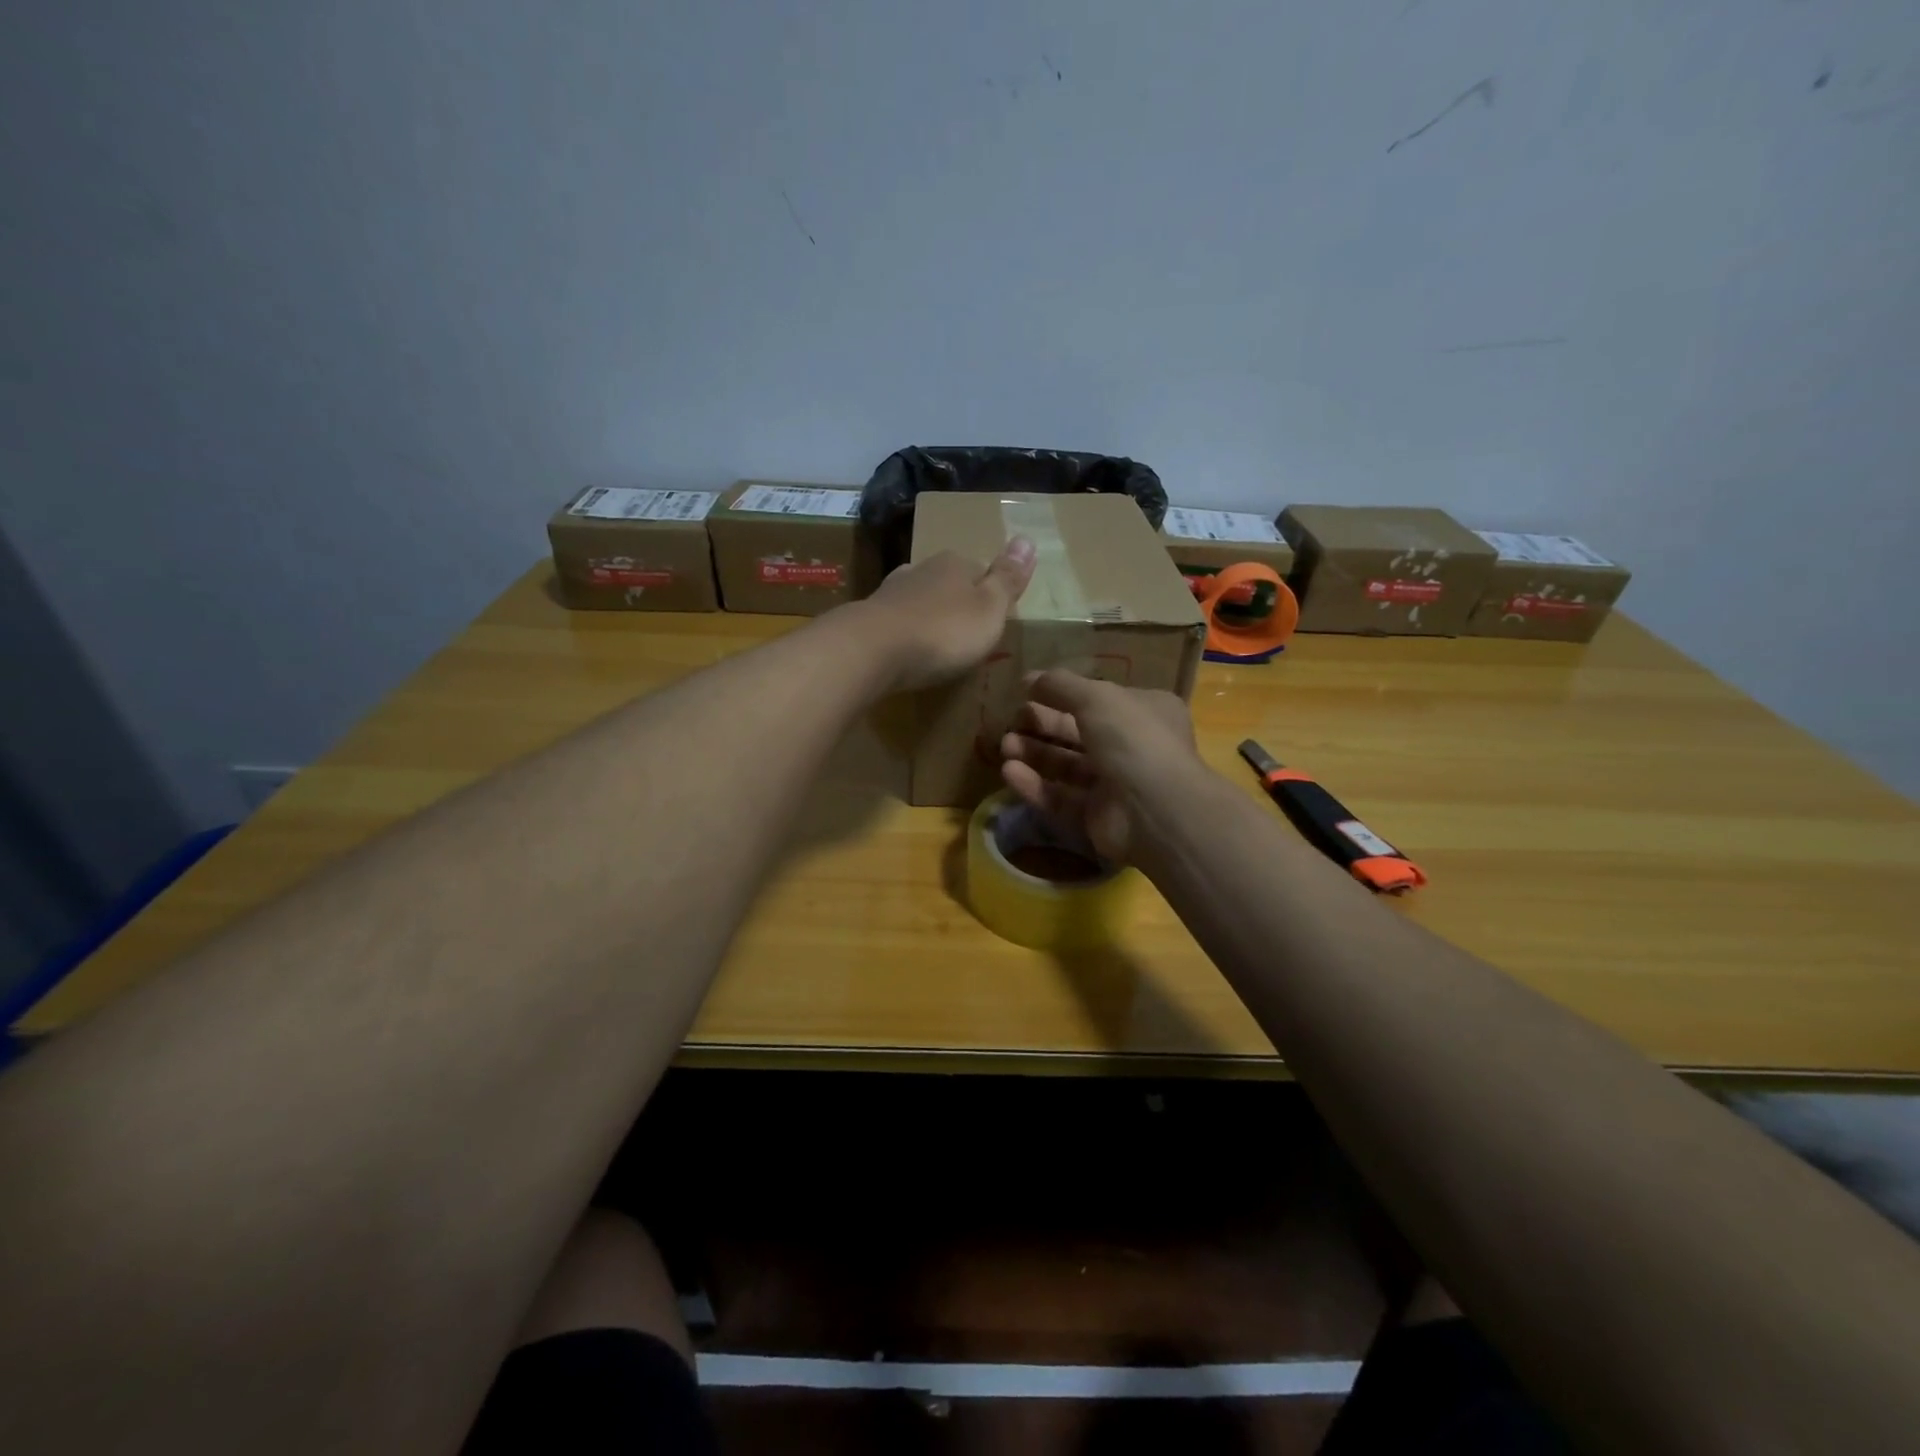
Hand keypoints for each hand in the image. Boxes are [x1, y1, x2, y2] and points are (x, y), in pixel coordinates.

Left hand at [844, 539, 1035, 692]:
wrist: (872, 650)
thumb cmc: (943, 630)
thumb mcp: (990, 608)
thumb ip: (1007, 579)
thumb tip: (1027, 538)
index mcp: (955, 564)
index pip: (980, 570)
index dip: (989, 593)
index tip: (994, 617)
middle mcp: (921, 569)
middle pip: (947, 584)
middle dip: (956, 604)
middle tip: (967, 634)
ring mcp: (891, 592)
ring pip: (919, 600)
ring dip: (928, 618)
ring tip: (937, 644)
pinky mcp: (869, 618)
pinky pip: (896, 623)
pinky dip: (905, 633)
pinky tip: (906, 649)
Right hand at [999, 669, 1200, 862]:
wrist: (1156, 810)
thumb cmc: (1133, 739)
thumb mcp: (1096, 697)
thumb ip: (1061, 685)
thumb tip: (1028, 678)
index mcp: (1145, 711)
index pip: (1099, 698)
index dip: (1062, 693)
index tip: (1026, 690)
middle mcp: (1133, 746)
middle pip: (1078, 733)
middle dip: (1042, 725)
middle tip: (1012, 721)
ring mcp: (1116, 785)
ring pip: (1067, 766)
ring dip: (1035, 754)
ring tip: (1005, 746)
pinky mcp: (1097, 818)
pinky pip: (1061, 798)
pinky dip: (1036, 786)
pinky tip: (1009, 773)